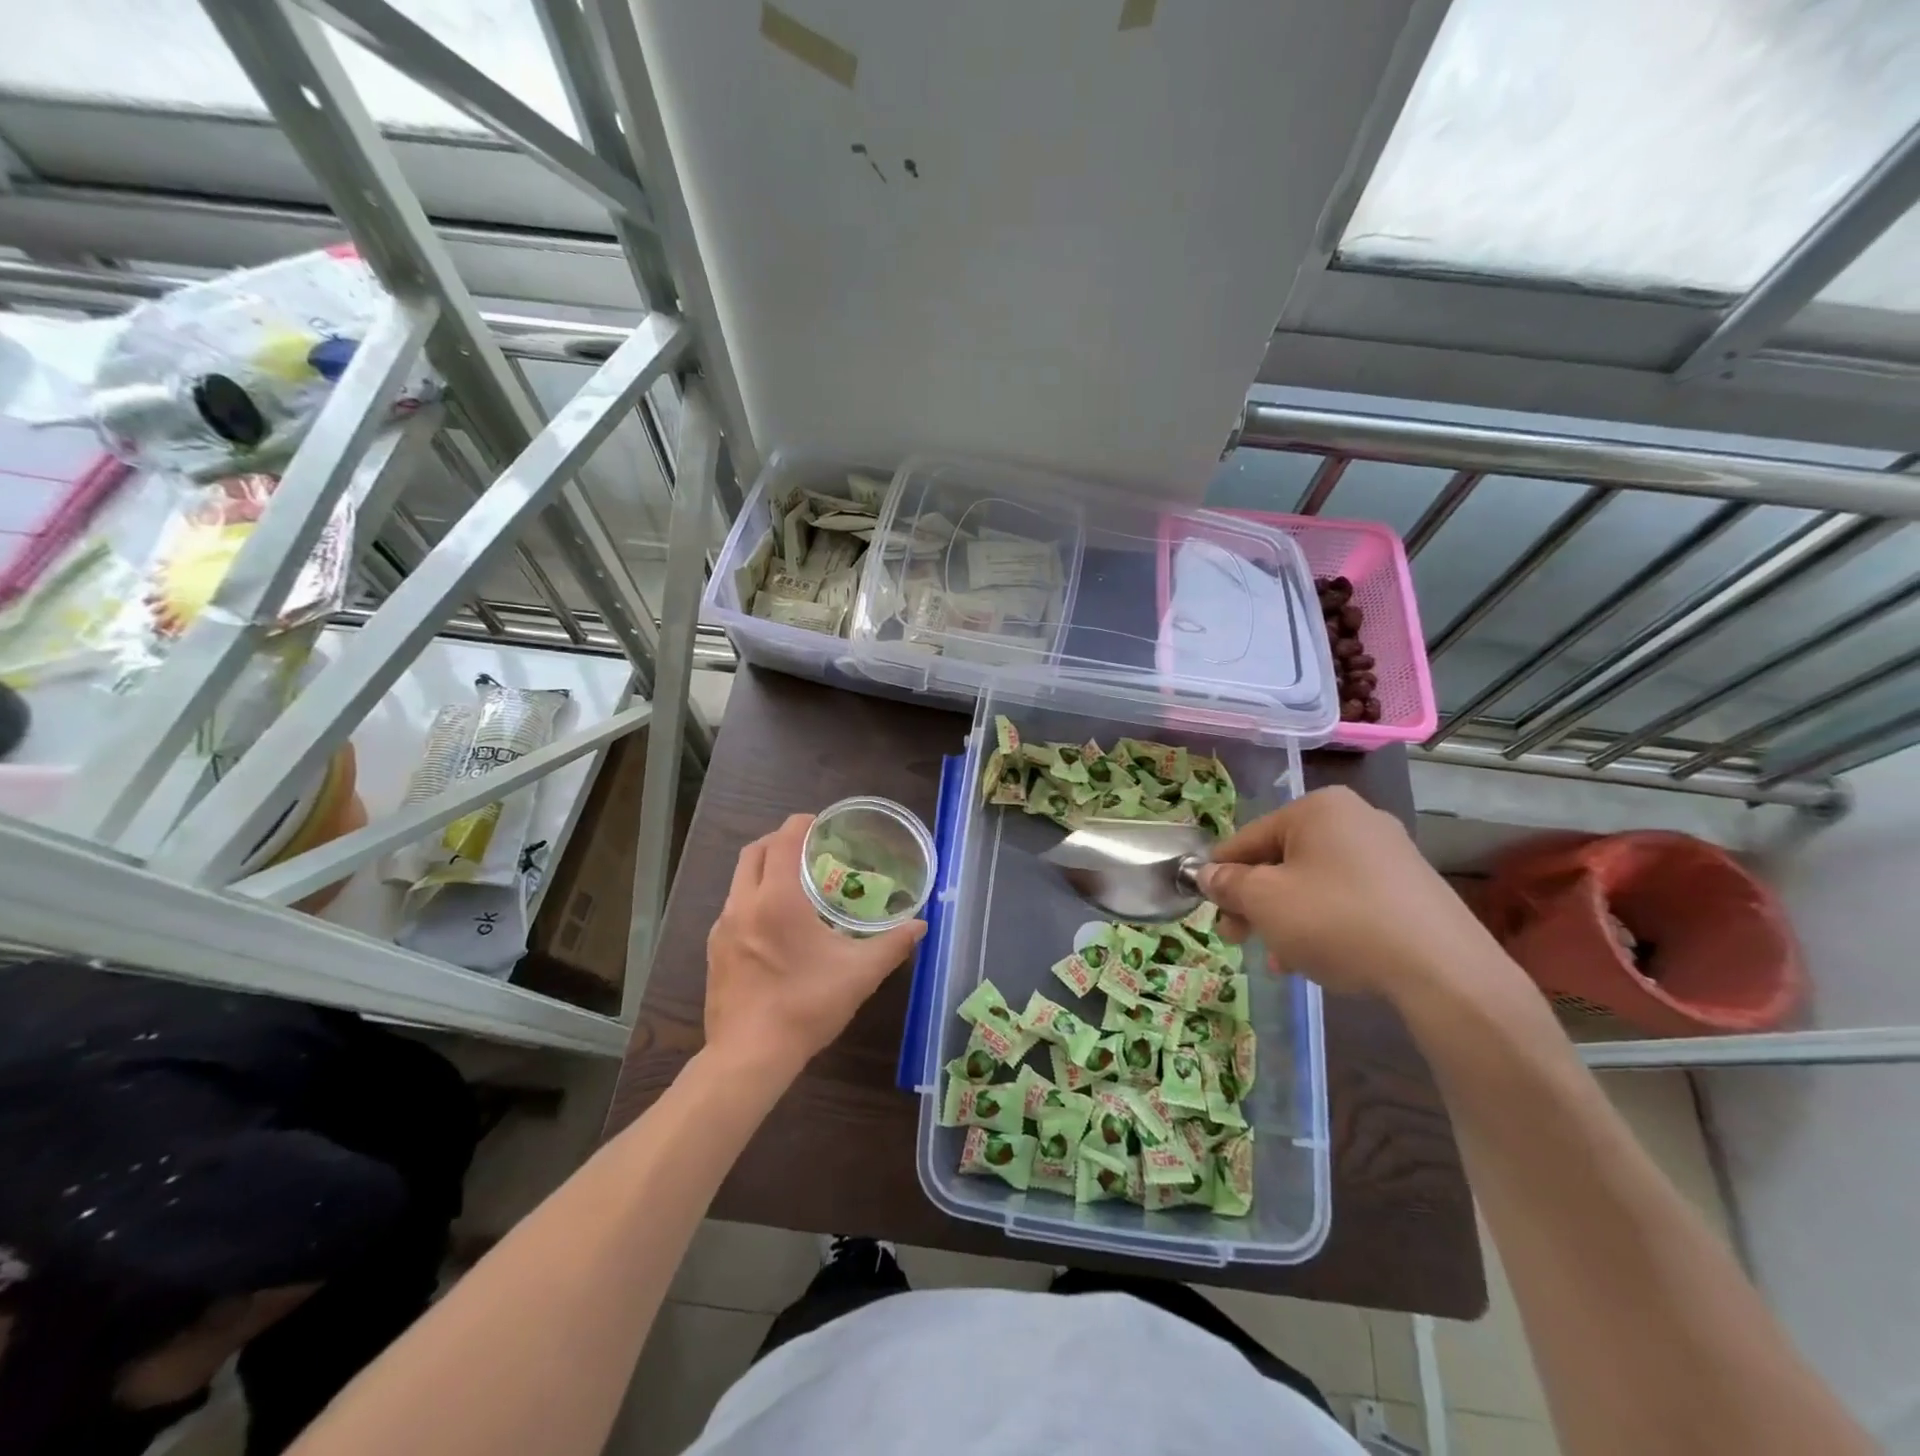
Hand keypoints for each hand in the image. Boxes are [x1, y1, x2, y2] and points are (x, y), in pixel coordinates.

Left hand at [705, 814, 925, 1076]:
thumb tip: (921, 925)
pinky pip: (733, 907)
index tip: (820, 823)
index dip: (801, 824)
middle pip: (755, 852)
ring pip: (740, 879)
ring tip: (795, 884)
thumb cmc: (806, 1006)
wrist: (749, 1057)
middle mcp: (743, 904)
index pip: (784, 840)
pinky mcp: (713, 951)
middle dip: (779, 840)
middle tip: (808, 847)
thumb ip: (893, 944)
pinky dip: (753, 897)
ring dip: (764, 869)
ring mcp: (722, 927)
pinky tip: (775, 924)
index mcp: (777, 899)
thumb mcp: (859, 974)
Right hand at [1196, 786, 1506, 1002]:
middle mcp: (1356, 818)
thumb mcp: (1264, 901)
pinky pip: (1349, 900)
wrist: (1443, 970)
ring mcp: (1389, 854)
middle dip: (1256, 903)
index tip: (1208, 908)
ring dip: (1287, 919)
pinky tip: (1318, 960)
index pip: (1248, 838)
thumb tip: (1206, 874)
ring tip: (1282, 961)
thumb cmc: (1337, 920)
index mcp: (1317, 808)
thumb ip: (1227, 884)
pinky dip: (1325, 924)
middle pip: (1282, 860)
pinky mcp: (1412, 889)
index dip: (1220, 874)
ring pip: (1314, 884)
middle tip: (1239, 938)